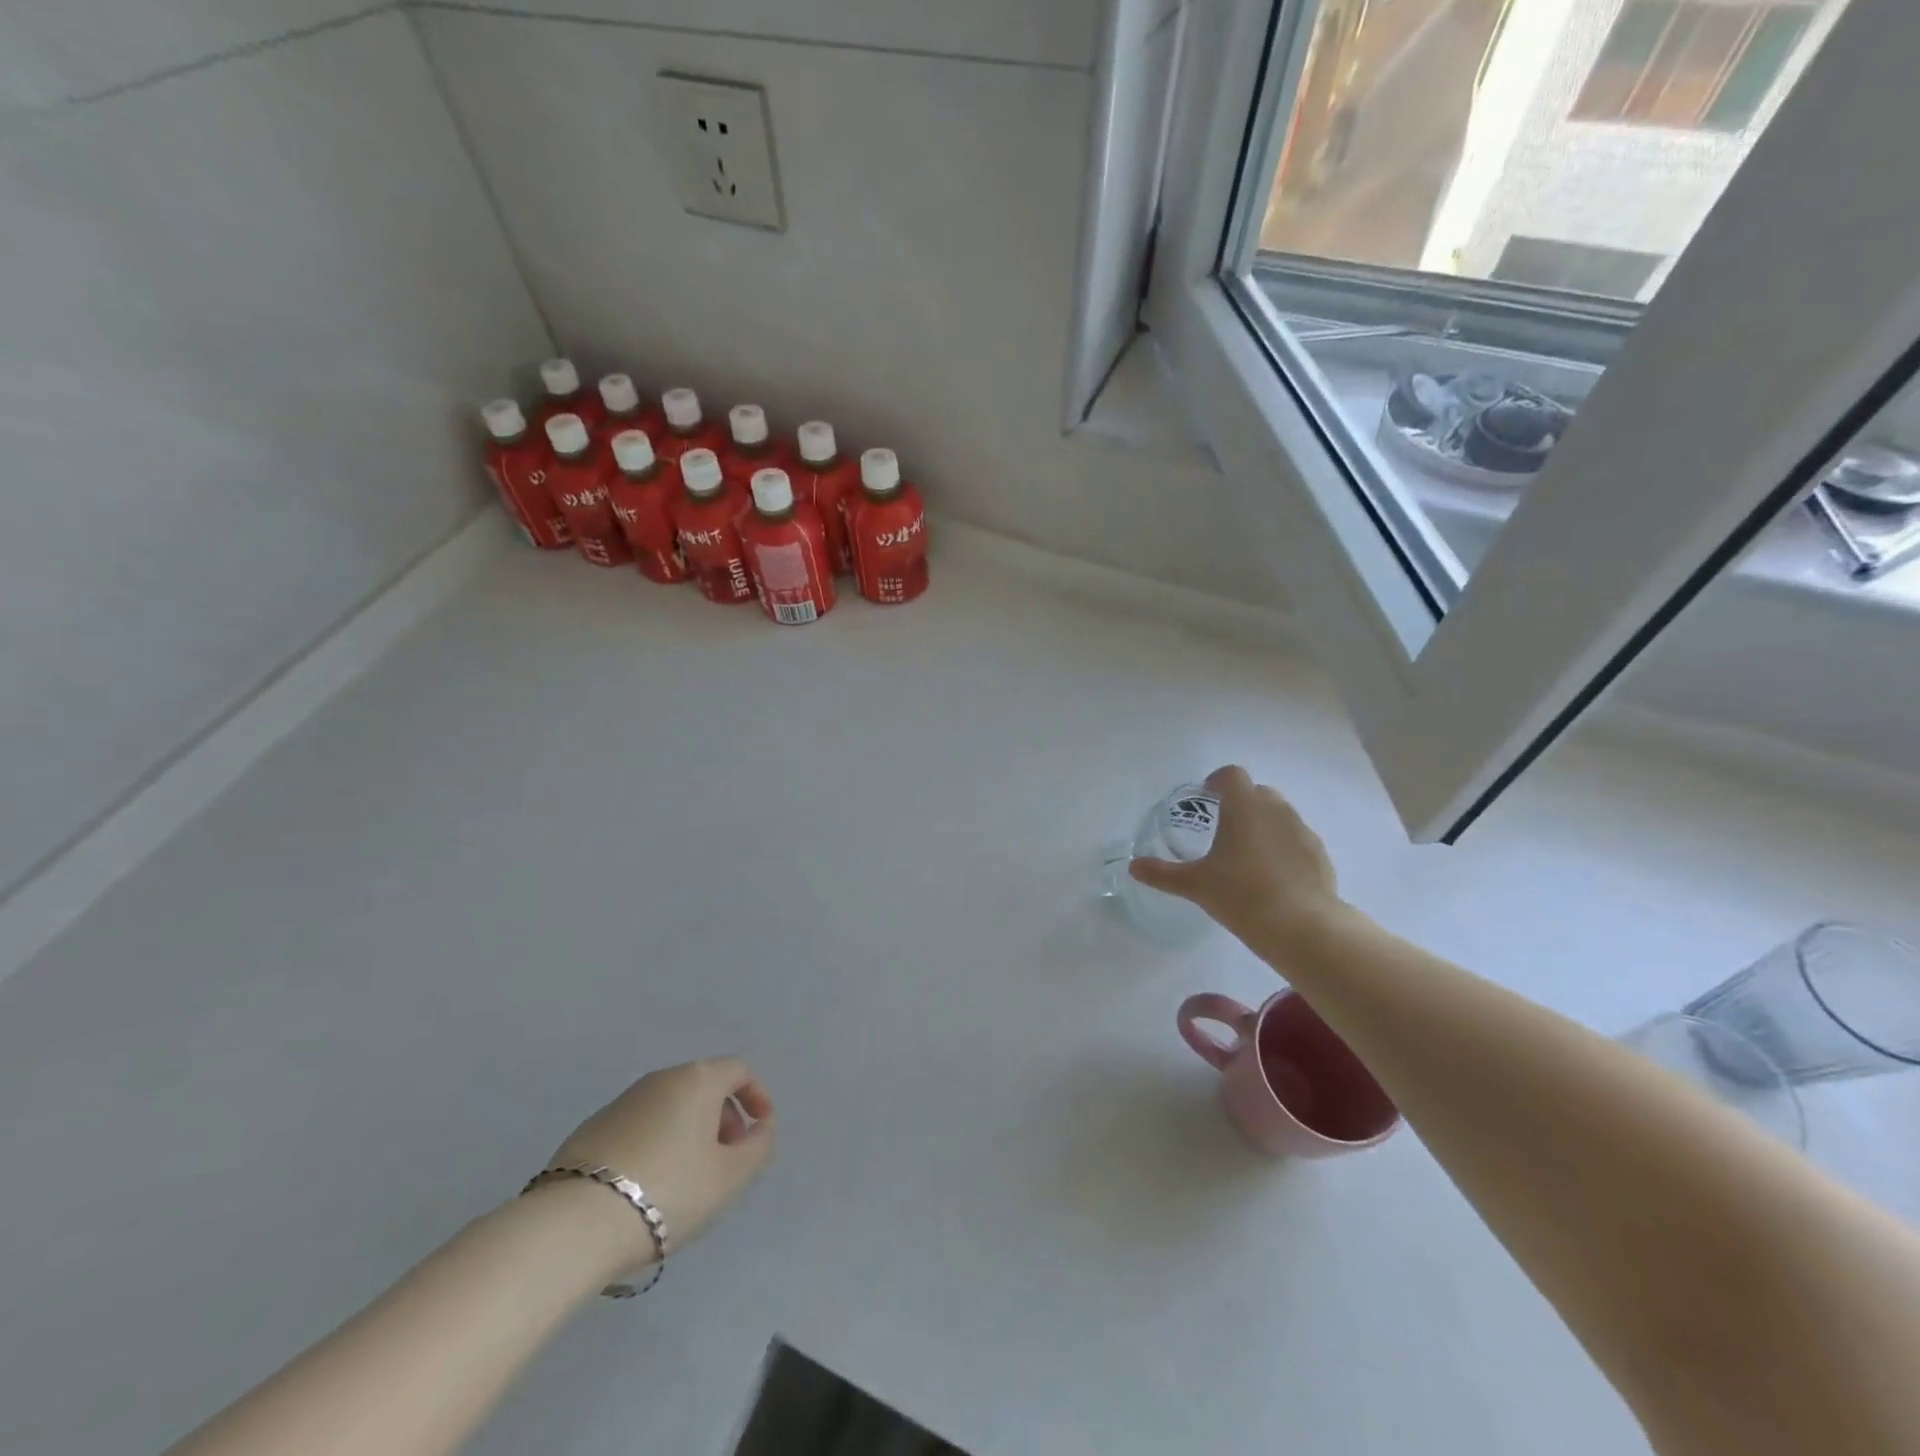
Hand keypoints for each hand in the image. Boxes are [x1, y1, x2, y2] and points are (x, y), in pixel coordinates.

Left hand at [545, 1057, 775, 1264]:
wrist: (575, 1223)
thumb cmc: (668, 1191)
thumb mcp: (730, 1177)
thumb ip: (758, 1147)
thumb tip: (760, 1128)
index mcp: (698, 1079)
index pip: (738, 1070)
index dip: (757, 1095)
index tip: (760, 1130)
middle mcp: (661, 1079)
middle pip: (704, 1086)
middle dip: (723, 1117)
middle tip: (727, 1158)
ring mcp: (622, 1102)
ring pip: (670, 1107)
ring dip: (689, 1132)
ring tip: (689, 1178)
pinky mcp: (591, 1129)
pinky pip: (640, 1127)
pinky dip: (657, 1143)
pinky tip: (649, 1186)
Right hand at [1129, 765, 1344, 946]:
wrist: (1301, 926)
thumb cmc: (1241, 895)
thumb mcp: (1194, 885)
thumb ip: (1162, 873)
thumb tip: (1133, 867)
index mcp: (1243, 807)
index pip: (1232, 776)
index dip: (1218, 781)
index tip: (1206, 796)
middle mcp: (1276, 810)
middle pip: (1258, 792)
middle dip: (1241, 802)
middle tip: (1223, 828)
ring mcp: (1302, 831)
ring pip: (1280, 814)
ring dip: (1264, 823)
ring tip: (1248, 854)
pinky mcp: (1319, 854)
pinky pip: (1297, 839)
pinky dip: (1284, 847)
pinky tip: (1274, 875)